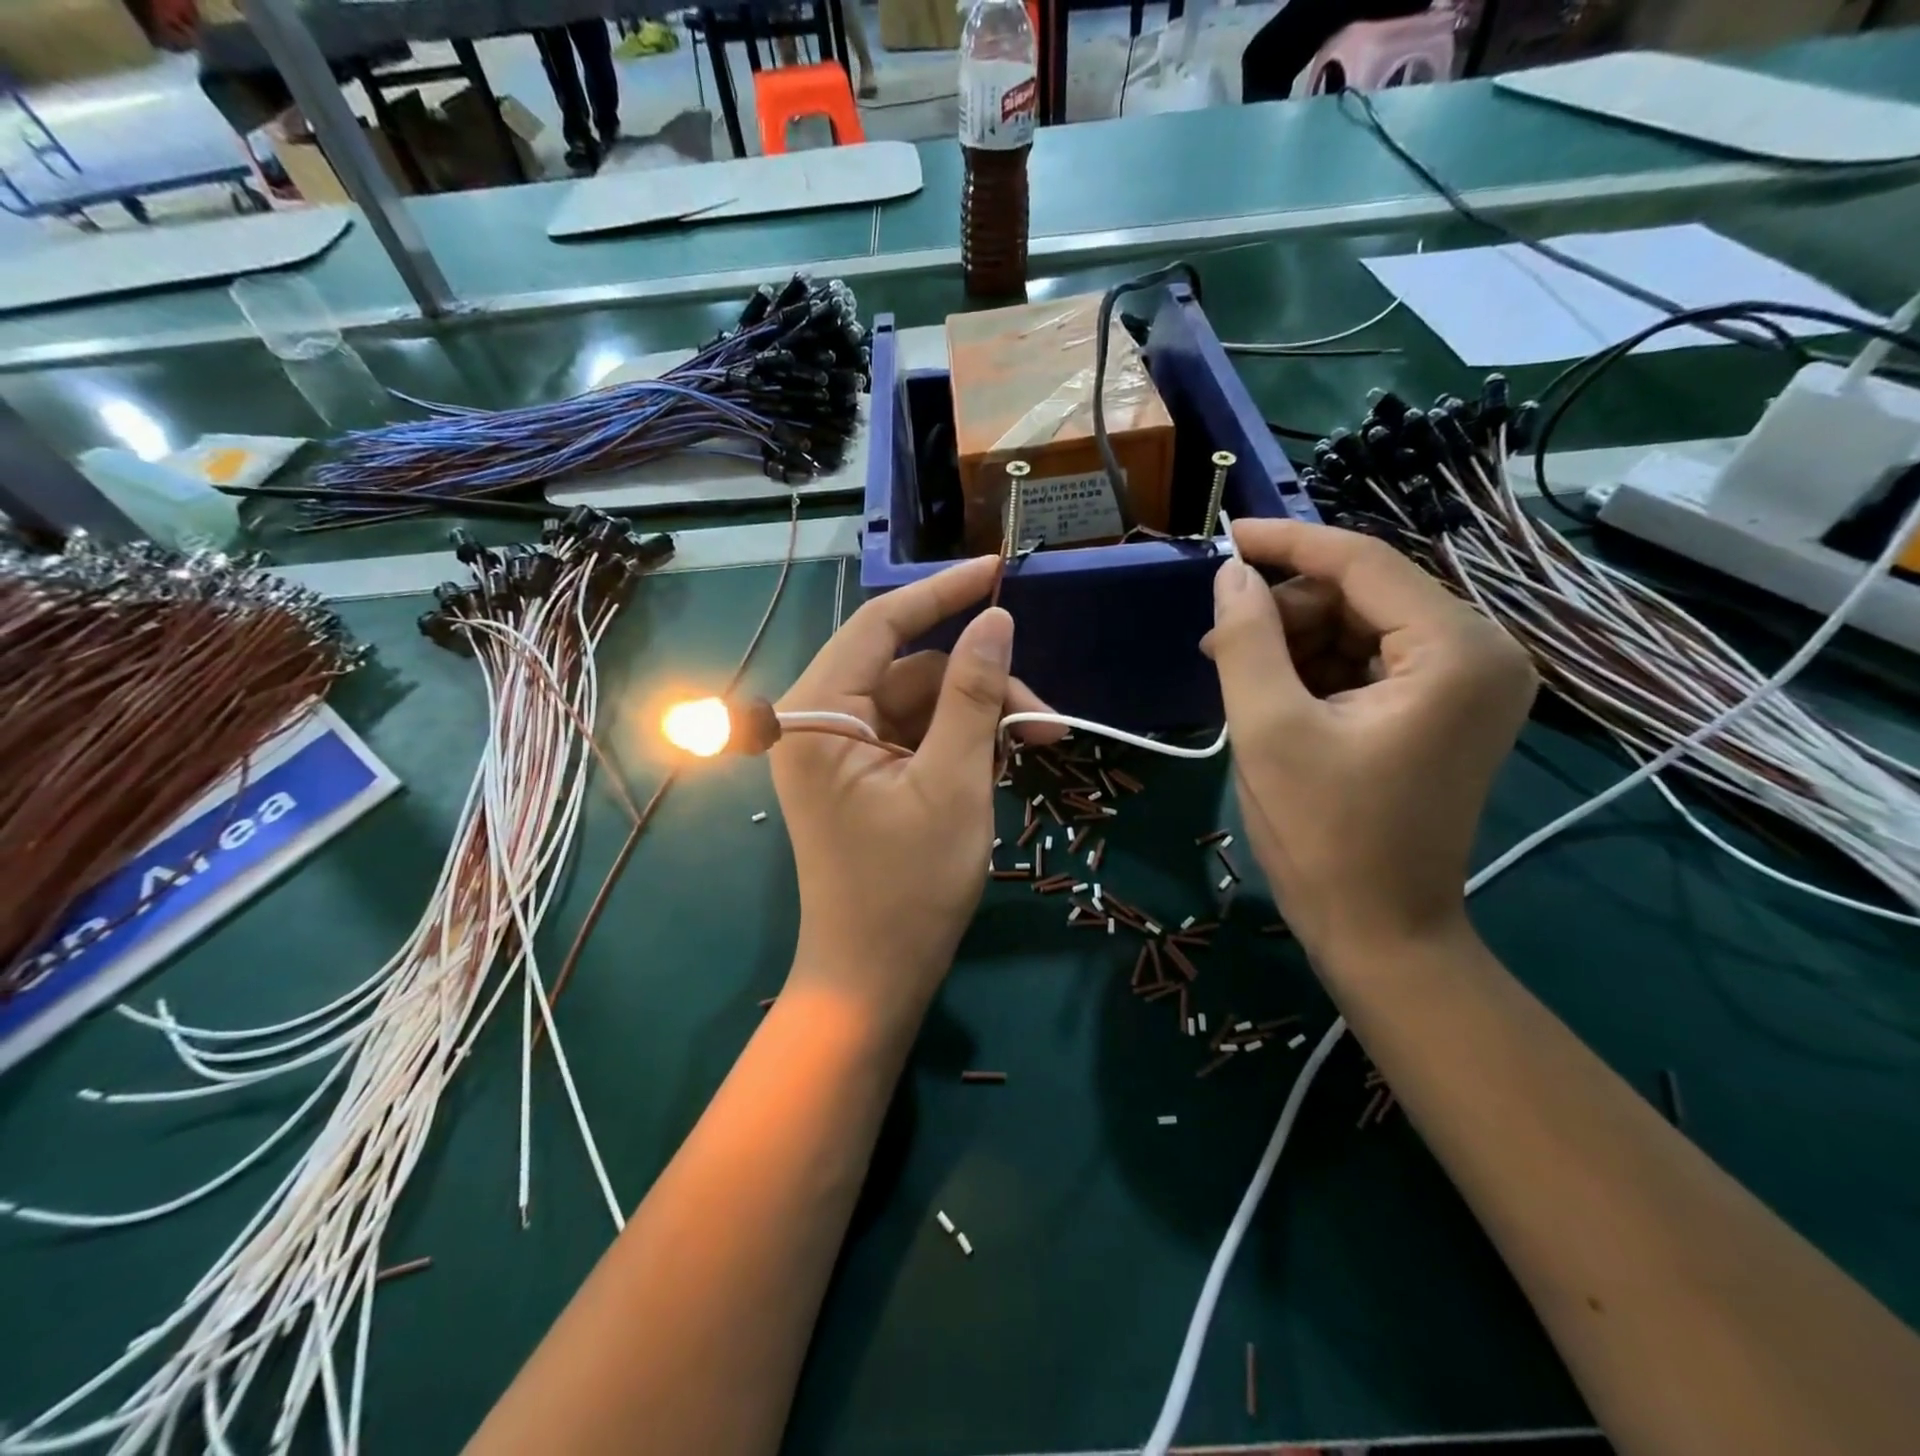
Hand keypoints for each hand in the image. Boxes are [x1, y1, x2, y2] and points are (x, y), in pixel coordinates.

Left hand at [772, 557, 1060, 1028]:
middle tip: (1048, 722)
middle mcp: (817, 723)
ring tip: (1040, 747)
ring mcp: (839, 753)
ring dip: (980, 719)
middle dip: (982, 687)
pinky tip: (1004, 761)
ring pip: (921, 705)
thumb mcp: (953, 783)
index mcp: (816, 716)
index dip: (941, 594)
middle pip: (911, 672)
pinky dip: (961, 743)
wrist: (875, 979)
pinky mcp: (861, 776)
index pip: (880, 627)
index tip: (997, 571)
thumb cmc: (909, 887)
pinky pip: (916, 737)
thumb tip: (996, 620)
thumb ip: (973, 695)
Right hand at [1203, 521, 1536, 961]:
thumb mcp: (1268, 728)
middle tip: (1217, 644)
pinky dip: (1316, 669)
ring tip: (1236, 677)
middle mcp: (1480, 652)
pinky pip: (1370, 662)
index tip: (1223, 536)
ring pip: (1361, 626)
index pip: (1362, 562)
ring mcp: (1467, 683)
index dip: (1285, 543)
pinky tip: (1273, 696)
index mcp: (1454, 650)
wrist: (1380, 931)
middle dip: (1285, 610)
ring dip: (1294, 642)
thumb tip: (1229, 573)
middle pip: (1363, 594)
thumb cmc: (1324, 835)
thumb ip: (1245, 639)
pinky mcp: (1445, 710)